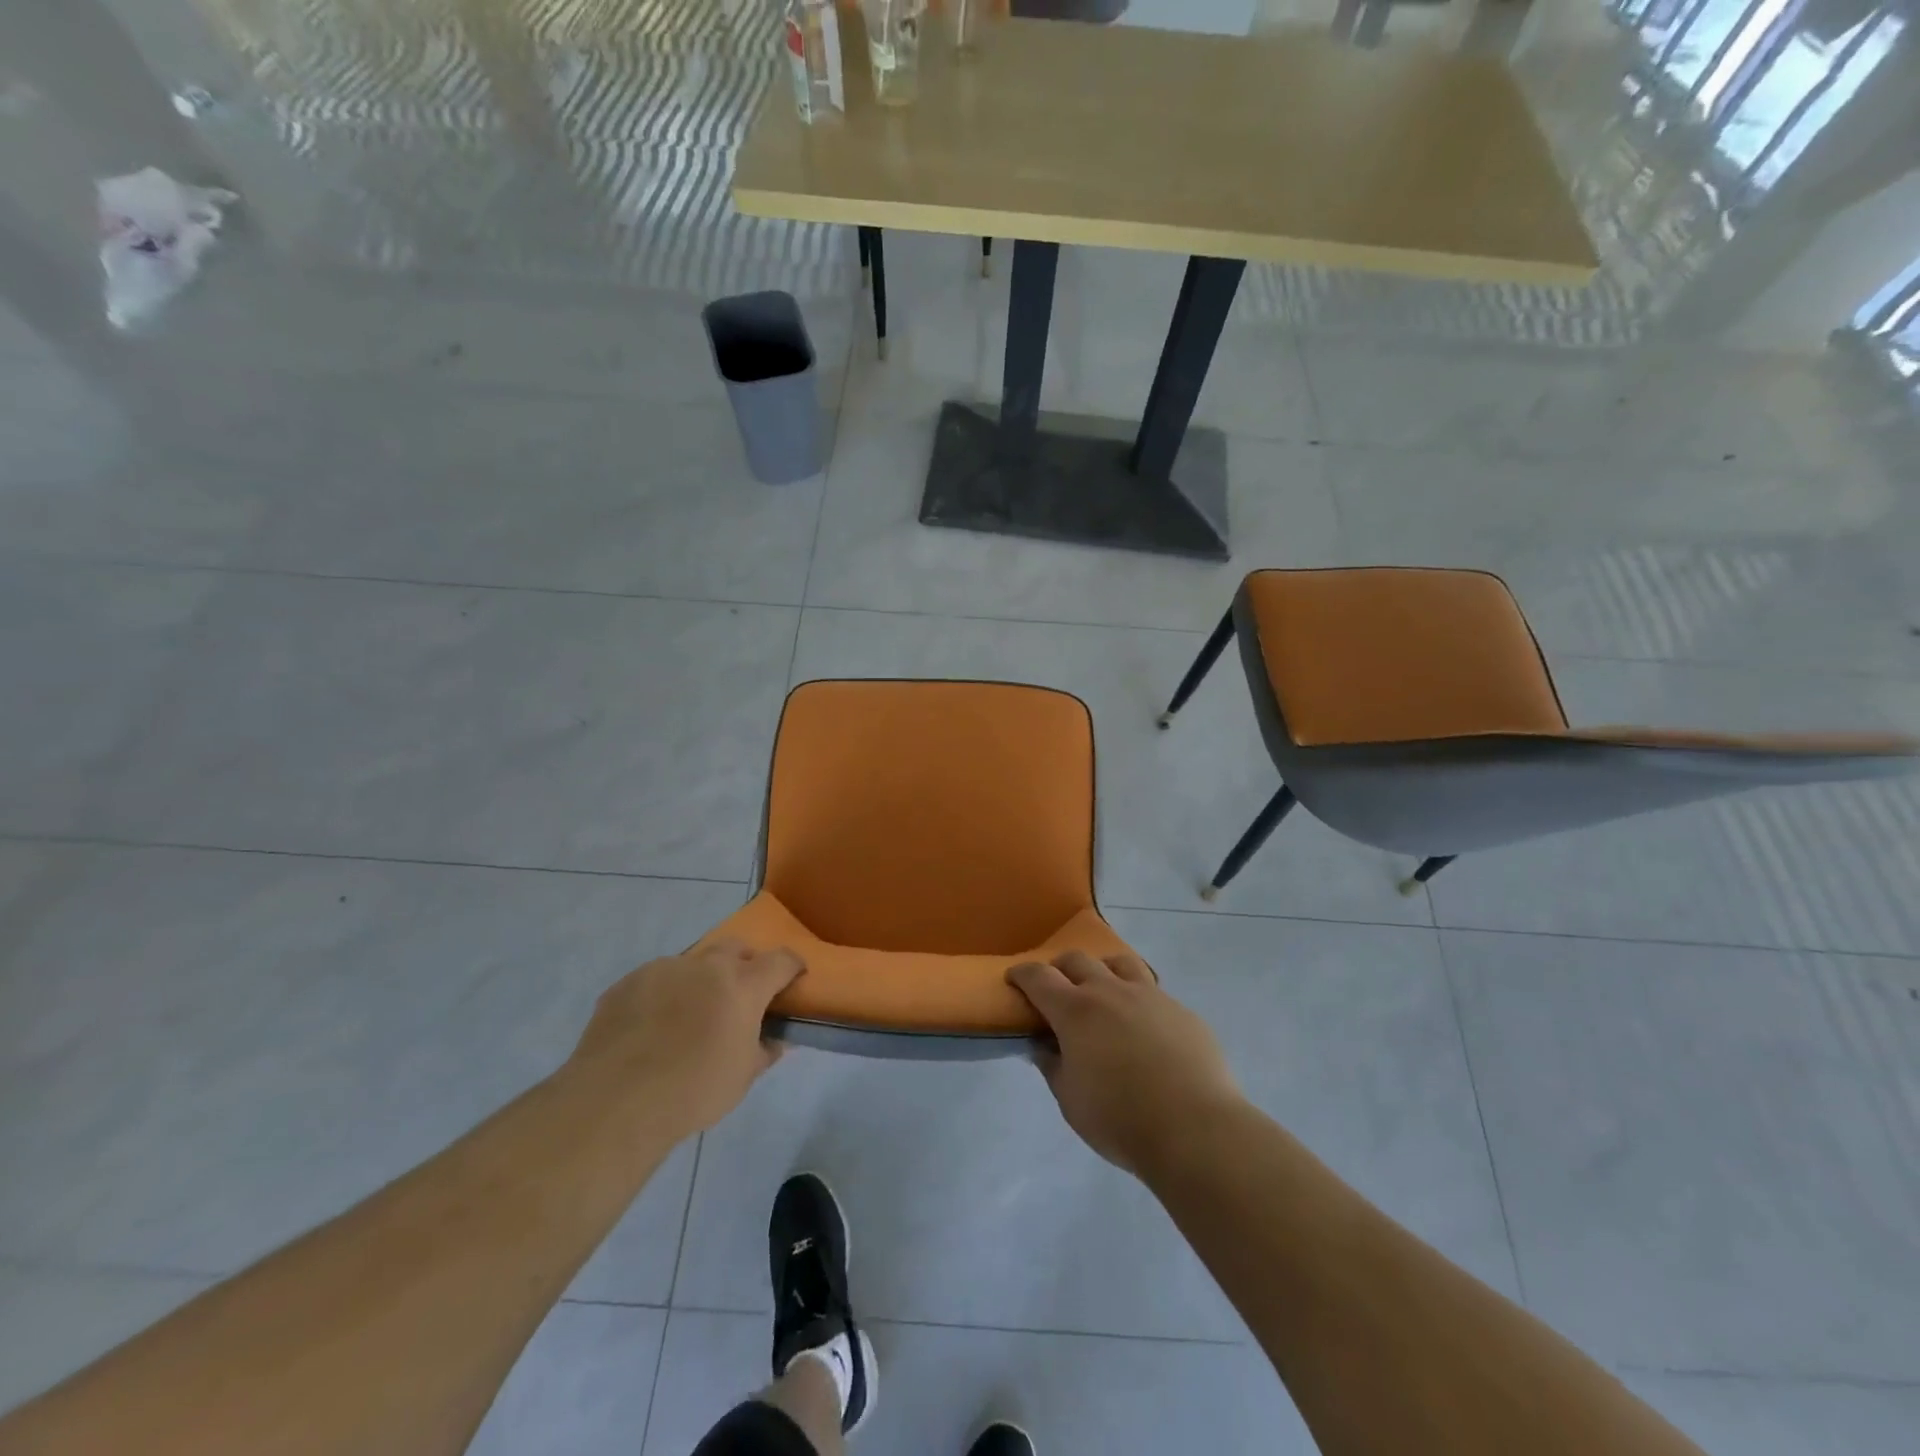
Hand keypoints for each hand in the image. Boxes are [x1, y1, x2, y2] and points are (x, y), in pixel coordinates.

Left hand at [567, 940, 804, 1135]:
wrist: (615, 1101)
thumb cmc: (694, 1090)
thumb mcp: (743, 1077)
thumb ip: (764, 1050)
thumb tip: (773, 1039)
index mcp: (743, 984)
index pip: (781, 960)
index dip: (792, 967)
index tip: (794, 978)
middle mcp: (706, 966)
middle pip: (735, 948)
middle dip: (744, 963)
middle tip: (740, 994)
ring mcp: (663, 969)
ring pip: (692, 964)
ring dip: (699, 980)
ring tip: (688, 1017)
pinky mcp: (627, 983)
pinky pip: (655, 981)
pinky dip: (663, 996)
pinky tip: (651, 1029)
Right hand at [1007, 951, 1242, 1175]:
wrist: (1195, 1128)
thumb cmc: (1120, 1119)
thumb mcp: (1070, 1101)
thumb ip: (1053, 1066)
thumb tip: (1044, 1046)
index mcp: (1076, 1011)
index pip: (1039, 977)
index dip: (1023, 974)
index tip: (1014, 978)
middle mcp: (1110, 991)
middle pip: (1078, 960)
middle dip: (1060, 968)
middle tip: (1056, 987)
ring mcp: (1150, 996)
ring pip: (1120, 963)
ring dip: (1102, 970)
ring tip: (1102, 990)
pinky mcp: (1181, 1010)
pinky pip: (1153, 991)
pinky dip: (1138, 998)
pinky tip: (1143, 1025)